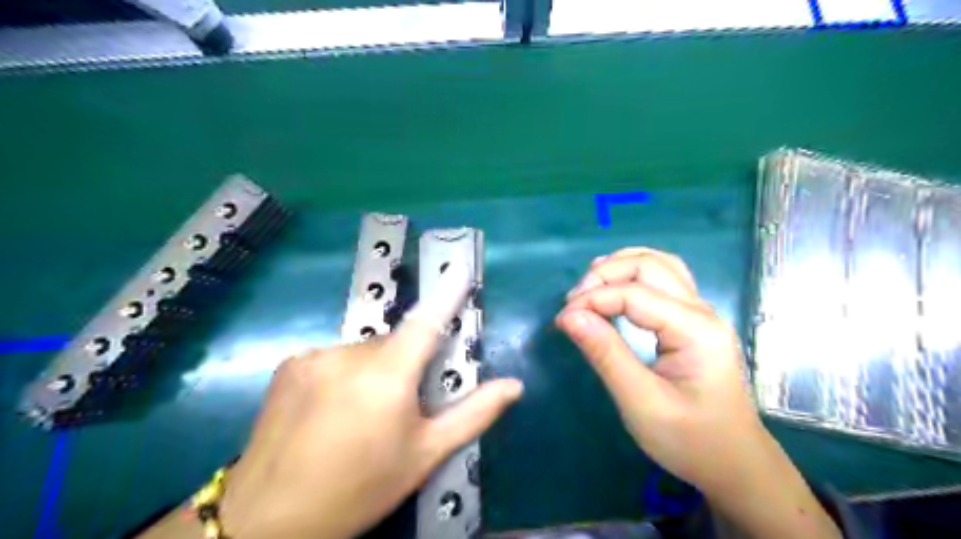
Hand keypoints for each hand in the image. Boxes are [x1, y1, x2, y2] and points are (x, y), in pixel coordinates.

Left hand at [221, 264, 521, 538]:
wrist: (269, 518)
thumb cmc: (360, 488)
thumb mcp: (425, 456)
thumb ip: (473, 414)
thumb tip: (514, 385)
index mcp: (387, 376)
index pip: (427, 321)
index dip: (447, 294)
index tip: (461, 268)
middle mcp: (349, 355)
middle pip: (394, 342)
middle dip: (407, 363)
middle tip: (402, 405)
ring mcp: (314, 356)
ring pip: (364, 350)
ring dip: (374, 369)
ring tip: (361, 413)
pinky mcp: (289, 364)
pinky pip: (334, 356)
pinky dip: (345, 372)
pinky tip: (331, 409)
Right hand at [557, 248, 843, 538]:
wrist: (734, 465)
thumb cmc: (690, 440)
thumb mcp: (641, 402)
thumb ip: (605, 354)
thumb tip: (569, 316)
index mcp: (695, 330)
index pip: (634, 294)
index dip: (593, 299)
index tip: (561, 320)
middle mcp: (701, 311)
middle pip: (650, 266)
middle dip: (605, 275)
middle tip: (573, 302)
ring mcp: (700, 314)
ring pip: (659, 265)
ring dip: (620, 267)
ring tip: (588, 286)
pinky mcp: (693, 322)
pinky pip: (664, 280)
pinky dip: (634, 276)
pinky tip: (615, 286)